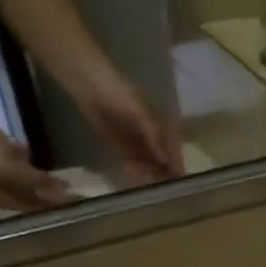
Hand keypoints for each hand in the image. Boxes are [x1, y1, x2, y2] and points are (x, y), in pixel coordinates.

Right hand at [0, 114, 75, 211]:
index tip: (84, 198)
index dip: (63, 204)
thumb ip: (39, 184)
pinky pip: (30, 171)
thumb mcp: (13, 172)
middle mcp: (12, 194)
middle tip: (84, 191)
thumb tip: (64, 194)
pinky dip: (43, 172)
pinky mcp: (6, 163)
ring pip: (37, 186)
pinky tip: (55, 169)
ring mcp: (8, 178)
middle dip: (60, 197)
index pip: (44, 208)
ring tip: (74, 180)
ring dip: (53, 184)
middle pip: (41, 199)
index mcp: (12, 202)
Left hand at [75, 67, 184, 186]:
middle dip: (160, 170)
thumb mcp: (141, 113)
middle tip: (159, 185)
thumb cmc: (119, 91)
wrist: (86, 81)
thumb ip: (154, 137)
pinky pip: (128, 158)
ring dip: (145, 170)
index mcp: (159, 122)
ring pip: (144, 160)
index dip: (176, 162)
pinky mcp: (116, 142)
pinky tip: (130, 172)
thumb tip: (166, 161)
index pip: (172, 147)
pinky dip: (131, 166)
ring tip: (143, 180)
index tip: (179, 180)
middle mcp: (149, 131)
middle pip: (160, 157)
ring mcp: (132, 137)